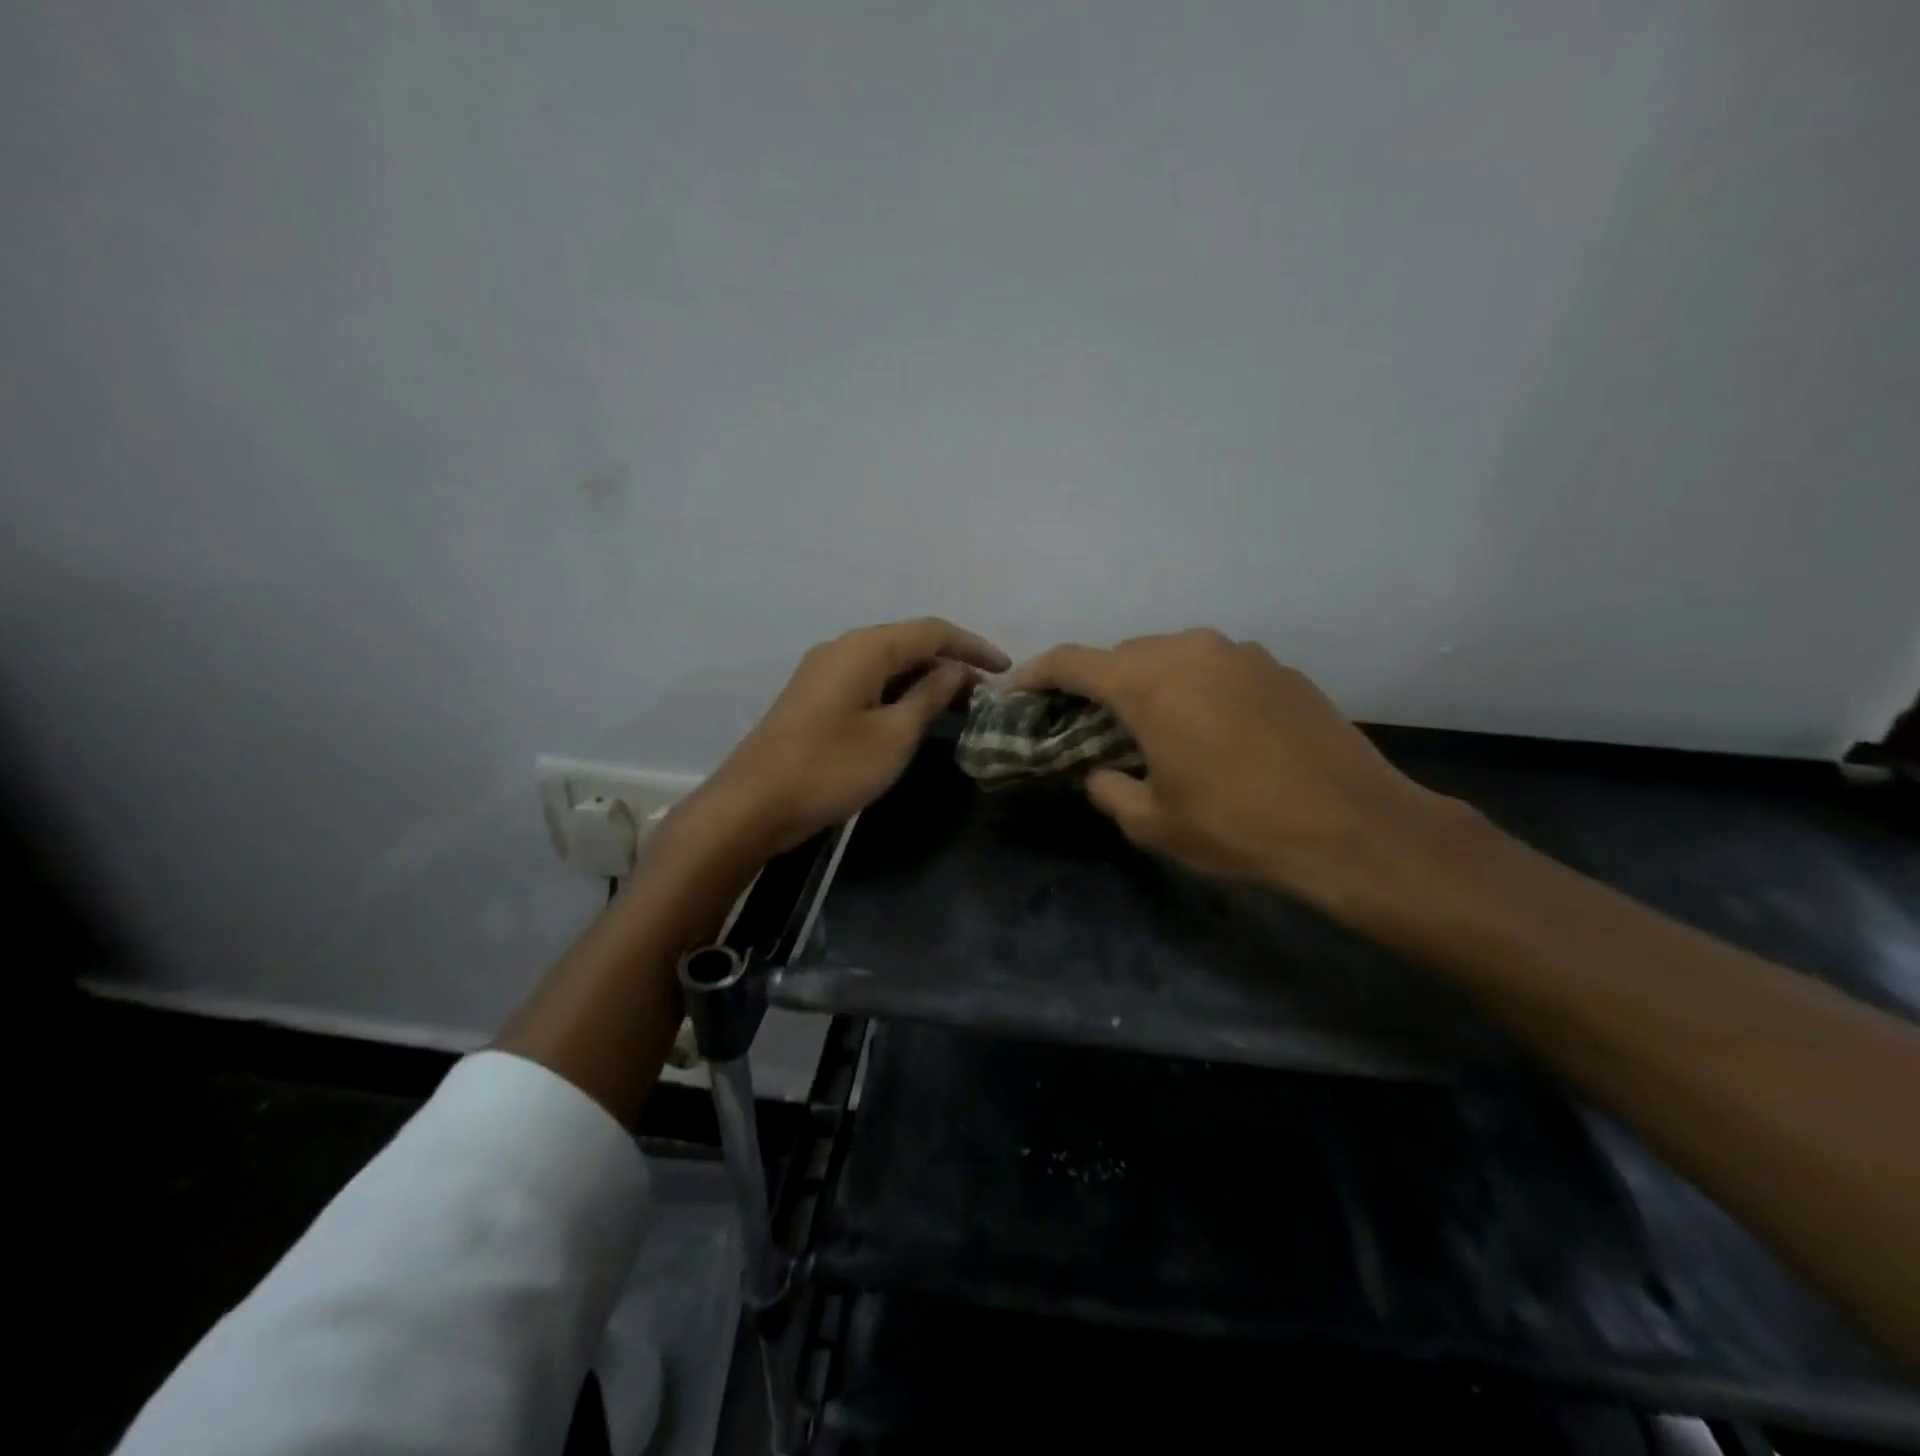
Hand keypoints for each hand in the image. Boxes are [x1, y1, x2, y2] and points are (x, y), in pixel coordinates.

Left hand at [692, 617, 1009, 856]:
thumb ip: (929, 696)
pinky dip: (898, 693)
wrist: (753, 804)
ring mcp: (824, 673)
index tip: (1005, 670)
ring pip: (888, 664)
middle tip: (985, 696)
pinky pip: (868, 682)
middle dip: (950, 664)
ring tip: (960, 707)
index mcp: (865, 648)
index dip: (973, 647)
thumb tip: (956, 671)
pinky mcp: (815, 698)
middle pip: (908, 644)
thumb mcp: (894, 735)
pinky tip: (917, 716)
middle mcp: (843, 649)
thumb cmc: (832, 768)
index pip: (932, 631)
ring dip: (925, 680)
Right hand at [1008, 629, 1475, 911]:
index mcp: (1149, 683)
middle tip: (1083, 720)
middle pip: (1122, 654)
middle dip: (1094, 683)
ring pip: (1171, 655)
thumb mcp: (1153, 822)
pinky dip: (1192, 687)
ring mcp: (1241, 653)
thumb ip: (1107, 787)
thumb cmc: (1239, 827)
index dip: (1035, 674)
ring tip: (1146, 724)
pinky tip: (1207, 728)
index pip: (1072, 661)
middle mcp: (1191, 650)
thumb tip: (1101, 771)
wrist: (1355, 828)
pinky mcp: (1278, 667)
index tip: (1015, 691)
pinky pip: (1214, 666)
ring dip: (1146, 682)